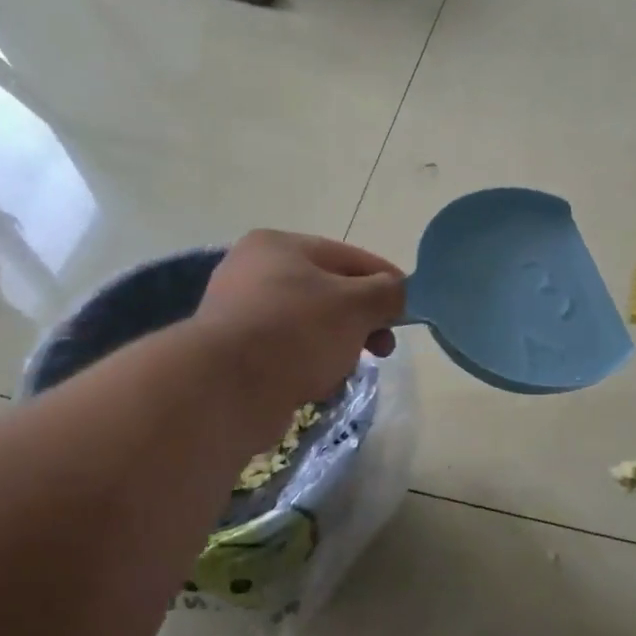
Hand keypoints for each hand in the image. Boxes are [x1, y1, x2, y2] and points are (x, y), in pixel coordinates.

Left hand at [193, 231, 405, 442]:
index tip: (409, 309)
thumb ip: (388, 292)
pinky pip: (288, 354)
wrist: (226, 389)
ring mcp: (239, 314)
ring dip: (337, 347)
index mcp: (279, 246)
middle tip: (384, 347)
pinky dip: (309, 366)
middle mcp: (253, 271)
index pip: (349, 257)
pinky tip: (318, 384)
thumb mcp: (357, 304)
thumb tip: (400, 292)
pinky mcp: (234, 355)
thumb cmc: (297, 331)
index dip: (386, 281)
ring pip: (310, 326)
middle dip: (362, 321)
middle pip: (329, 293)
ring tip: (345, 369)